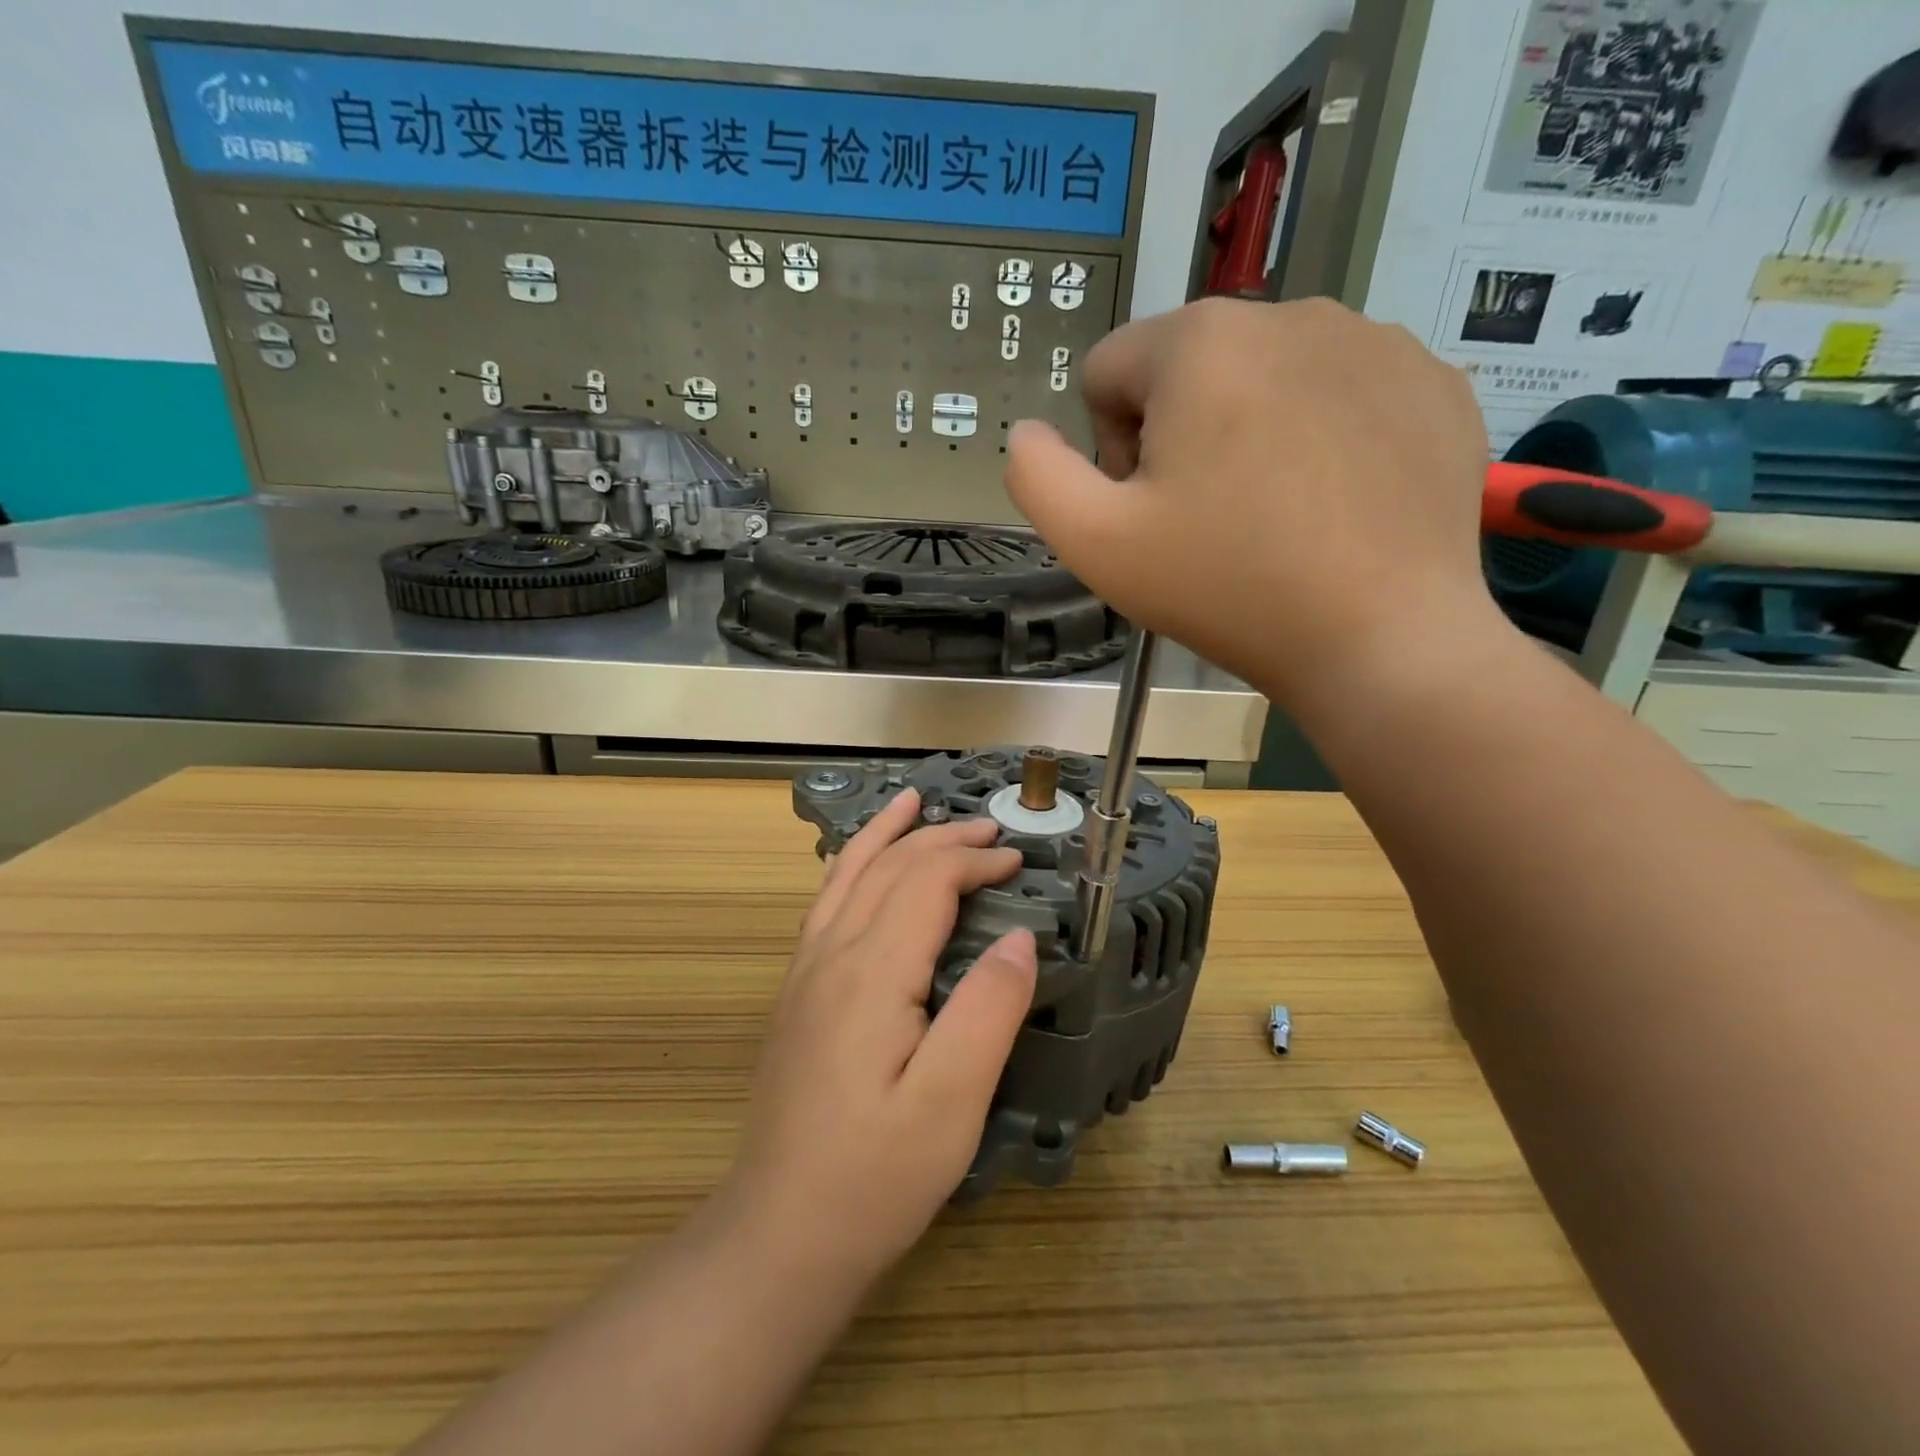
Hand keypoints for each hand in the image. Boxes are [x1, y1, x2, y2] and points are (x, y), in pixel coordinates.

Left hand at [720, 788, 1037, 1285]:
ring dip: (886, 835)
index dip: (973, 862)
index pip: (925, 882)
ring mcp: (806, 972)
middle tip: (990, 832)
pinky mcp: (798, 993)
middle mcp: (831, 955)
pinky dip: (848, 866)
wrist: (780, 1232)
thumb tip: (1019, 938)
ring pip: (846, 876)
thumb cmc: (875, 1174)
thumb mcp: (951, 1104)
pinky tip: (856, 865)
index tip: (1018, 863)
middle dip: (941, 840)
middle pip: (888, 869)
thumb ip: (988, 1012)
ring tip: (912, 802)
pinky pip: (825, 904)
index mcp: (872, 972)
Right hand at [1005, 297, 1505, 712]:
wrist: (1381, 638)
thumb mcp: (1095, 542)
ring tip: (1273, 516)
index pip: (1108, 371)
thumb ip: (1036, 476)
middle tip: (1207, 521)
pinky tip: (1333, 506)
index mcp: (1198, 341)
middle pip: (1189, 370)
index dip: (1108, 448)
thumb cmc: (1225, 586)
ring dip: (1250, 433)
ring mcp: (1377, 340)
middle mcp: (1290, 311)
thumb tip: (1028, 432)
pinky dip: (1323, 438)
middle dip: (1178, 436)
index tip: (1149, 510)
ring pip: (1266, 378)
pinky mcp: (1433, 381)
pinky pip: (1341, 393)